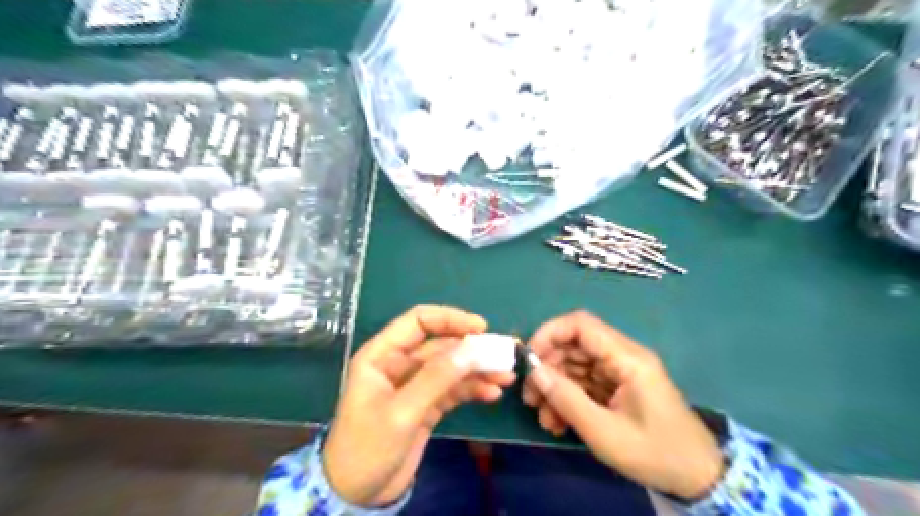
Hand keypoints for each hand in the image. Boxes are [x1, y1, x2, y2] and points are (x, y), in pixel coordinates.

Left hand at [322, 307, 513, 508]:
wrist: (357, 495)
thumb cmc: (367, 448)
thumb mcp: (402, 412)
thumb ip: (436, 378)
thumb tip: (471, 349)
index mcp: (381, 355)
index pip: (418, 322)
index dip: (450, 319)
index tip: (481, 327)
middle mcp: (398, 364)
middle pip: (439, 345)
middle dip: (470, 349)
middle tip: (502, 355)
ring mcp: (414, 385)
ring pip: (449, 367)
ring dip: (476, 370)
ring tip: (505, 377)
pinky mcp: (425, 404)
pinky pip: (452, 389)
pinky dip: (471, 389)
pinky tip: (491, 393)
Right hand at [521, 311, 722, 498]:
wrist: (697, 478)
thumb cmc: (654, 453)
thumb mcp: (604, 432)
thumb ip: (566, 399)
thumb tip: (534, 372)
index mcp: (627, 358)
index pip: (581, 325)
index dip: (550, 333)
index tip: (528, 358)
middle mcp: (622, 357)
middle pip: (574, 346)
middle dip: (548, 368)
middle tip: (530, 397)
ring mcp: (620, 372)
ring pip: (575, 366)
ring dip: (555, 388)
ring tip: (544, 418)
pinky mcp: (617, 387)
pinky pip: (584, 383)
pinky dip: (568, 399)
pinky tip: (557, 423)